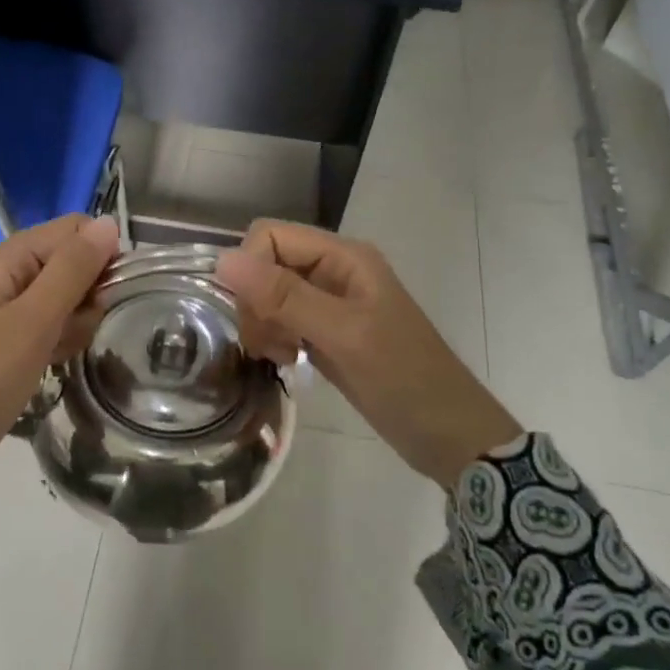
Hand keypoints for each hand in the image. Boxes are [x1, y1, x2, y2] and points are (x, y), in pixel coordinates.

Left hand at [0, 215, 118, 501]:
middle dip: (87, 295)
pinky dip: (55, 342)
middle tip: (77, 333)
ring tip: (60, 354)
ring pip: (59, 299)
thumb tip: (109, 222)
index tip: (107, 297)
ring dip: (74, 323)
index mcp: (4, 259)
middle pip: (66, 263)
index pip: (71, 230)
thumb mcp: (33, 322)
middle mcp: (0, 276)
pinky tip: (52, 365)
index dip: (100, 256)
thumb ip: (72, 270)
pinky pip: (42, 327)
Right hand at [216, 221, 521, 489]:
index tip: (256, 317)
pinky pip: (283, 321)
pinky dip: (276, 340)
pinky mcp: (327, 332)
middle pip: (266, 265)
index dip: (250, 271)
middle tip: (272, 345)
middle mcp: (333, 270)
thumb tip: (222, 260)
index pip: (269, 236)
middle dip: (257, 303)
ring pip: (269, 296)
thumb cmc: (403, 378)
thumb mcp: (343, 335)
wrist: (447, 434)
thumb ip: (284, 297)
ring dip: (264, 325)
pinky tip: (291, 362)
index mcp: (343, 256)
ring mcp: (330, 303)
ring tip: (284, 358)